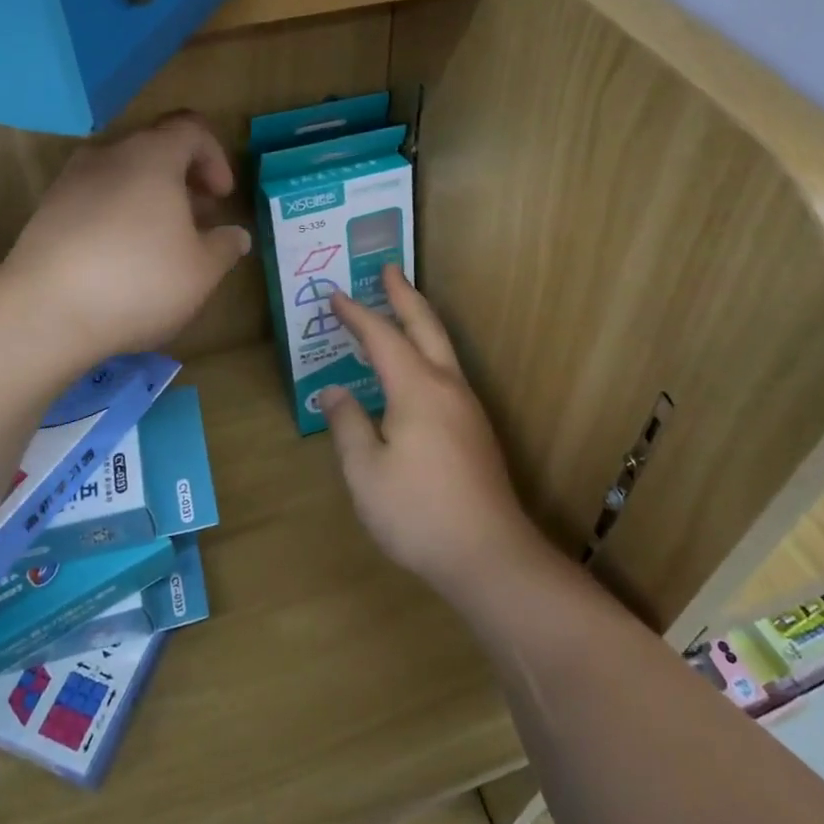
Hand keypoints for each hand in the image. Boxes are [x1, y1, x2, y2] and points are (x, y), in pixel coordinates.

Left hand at [0, 113, 249, 364]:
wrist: (44, 313)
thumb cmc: (139, 282)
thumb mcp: (201, 272)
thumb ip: (224, 246)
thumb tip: (235, 235)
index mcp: (152, 157)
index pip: (191, 129)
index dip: (215, 157)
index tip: (221, 197)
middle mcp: (108, 155)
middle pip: (154, 149)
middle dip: (183, 179)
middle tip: (198, 219)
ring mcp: (70, 181)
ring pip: (122, 174)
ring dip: (149, 198)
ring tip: (162, 242)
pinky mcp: (46, 211)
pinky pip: (94, 199)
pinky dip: (117, 215)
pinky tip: (122, 259)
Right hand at [318, 266, 543, 602]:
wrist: (488, 555)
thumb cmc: (418, 513)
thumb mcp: (365, 471)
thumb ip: (347, 424)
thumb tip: (334, 391)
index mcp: (417, 389)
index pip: (382, 336)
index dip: (356, 314)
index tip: (334, 295)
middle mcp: (447, 386)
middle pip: (426, 326)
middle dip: (404, 295)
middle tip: (388, 269)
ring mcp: (467, 407)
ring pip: (442, 348)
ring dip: (420, 322)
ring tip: (400, 310)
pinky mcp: (475, 430)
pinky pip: (446, 372)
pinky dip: (426, 352)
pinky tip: (415, 371)